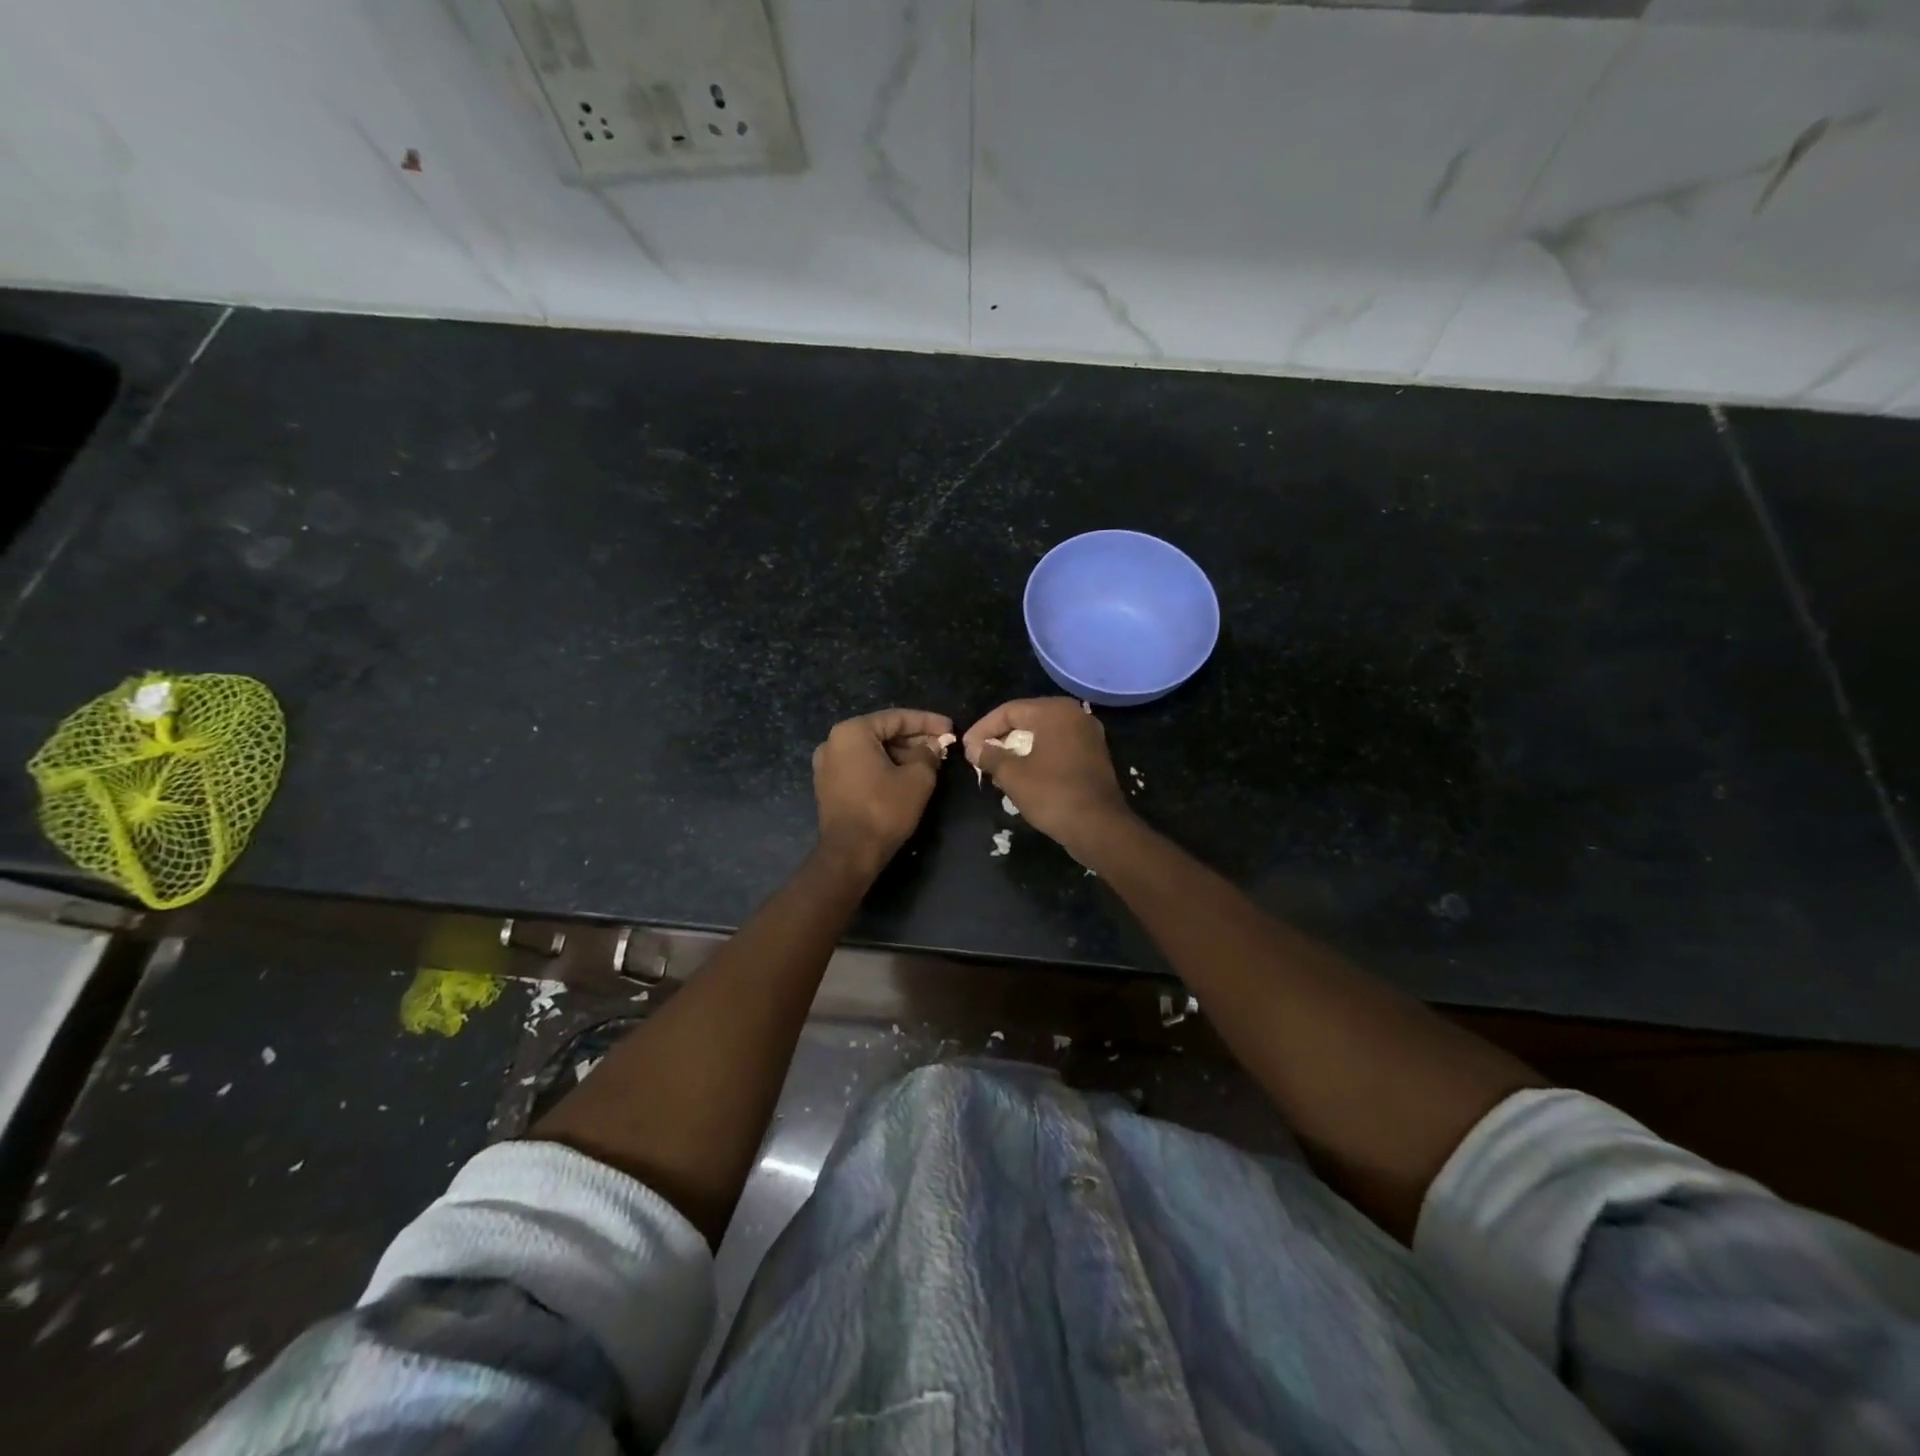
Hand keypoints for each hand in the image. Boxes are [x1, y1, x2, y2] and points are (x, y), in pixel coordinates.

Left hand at [812, 708, 952, 875]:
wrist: (850, 853)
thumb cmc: (884, 809)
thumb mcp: (917, 778)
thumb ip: (928, 754)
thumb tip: (932, 746)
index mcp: (852, 732)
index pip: (897, 718)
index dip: (928, 722)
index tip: (951, 728)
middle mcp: (833, 742)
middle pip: (882, 732)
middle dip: (914, 738)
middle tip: (941, 746)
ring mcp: (827, 765)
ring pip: (872, 751)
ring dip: (901, 754)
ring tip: (929, 761)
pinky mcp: (829, 786)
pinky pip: (861, 767)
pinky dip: (884, 767)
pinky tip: (906, 776)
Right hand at [962, 698, 1130, 852]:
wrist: (1099, 827)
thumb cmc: (1053, 794)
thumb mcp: (1013, 775)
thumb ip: (990, 756)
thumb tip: (975, 748)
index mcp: (1055, 711)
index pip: (1009, 711)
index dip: (983, 729)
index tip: (967, 749)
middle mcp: (1074, 714)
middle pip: (1027, 718)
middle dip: (1000, 737)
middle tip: (979, 756)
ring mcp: (1088, 734)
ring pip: (1042, 733)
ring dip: (1017, 748)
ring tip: (996, 767)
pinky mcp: (1094, 755)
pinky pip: (1058, 746)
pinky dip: (1037, 755)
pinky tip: (1022, 773)